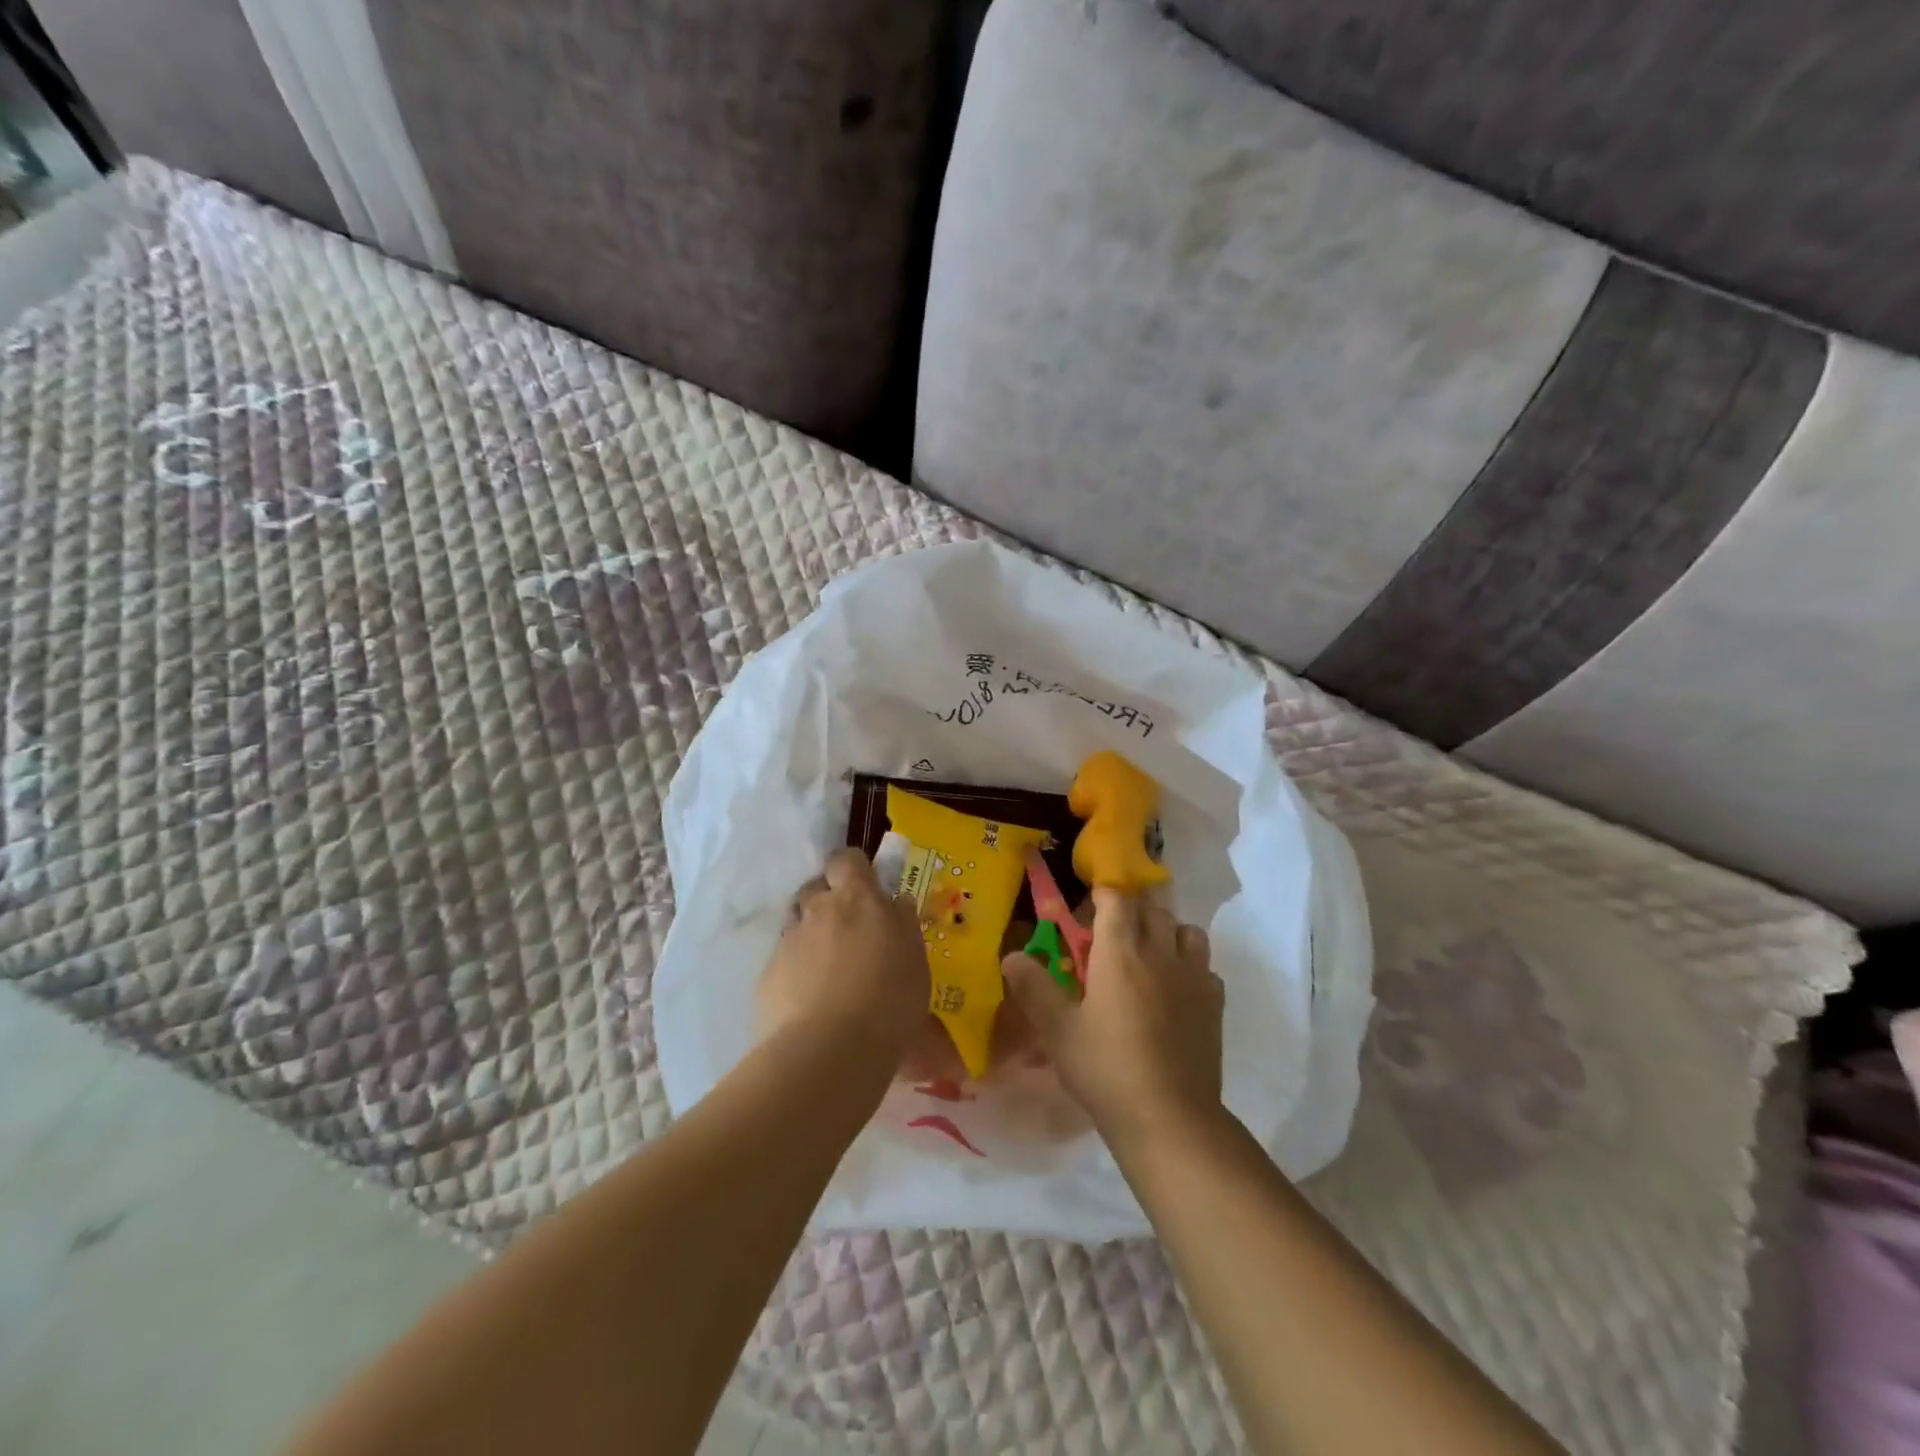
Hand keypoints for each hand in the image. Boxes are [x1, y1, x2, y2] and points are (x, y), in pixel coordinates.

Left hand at [758, 848, 929, 1068]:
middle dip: (829, 902)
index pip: (847, 859)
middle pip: (817, 888)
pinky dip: (796, 971)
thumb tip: (896, 903)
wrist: (829, 1052)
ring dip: (812, 936)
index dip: (853, 869)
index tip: (865, 887)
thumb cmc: (888, 1002)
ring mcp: (789, 941)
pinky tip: (810, 1000)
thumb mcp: (916, 962)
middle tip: (849, 932)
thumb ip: (903, 925)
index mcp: (858, 899)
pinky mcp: (767, 975)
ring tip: (828, 970)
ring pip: (798, 924)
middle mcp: (819, 909)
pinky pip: (784, 960)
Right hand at [1003, 889, 1223, 1153]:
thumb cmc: (1106, 1068)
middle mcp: (1160, 952)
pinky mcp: (1214, 1003)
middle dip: (1131, 911)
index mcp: (1121, 951)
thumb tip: (1011, 956)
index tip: (1088, 907)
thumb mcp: (1057, 1030)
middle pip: (1152, 909)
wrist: (1169, 1117)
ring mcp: (1194, 976)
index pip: (1117, 899)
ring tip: (1148, 955)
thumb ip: (1034, 988)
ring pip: (1186, 931)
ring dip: (1166, 932)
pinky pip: (1205, 966)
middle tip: (1109, 934)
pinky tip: (1175, 991)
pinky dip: (1190, 965)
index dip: (1102, 895)